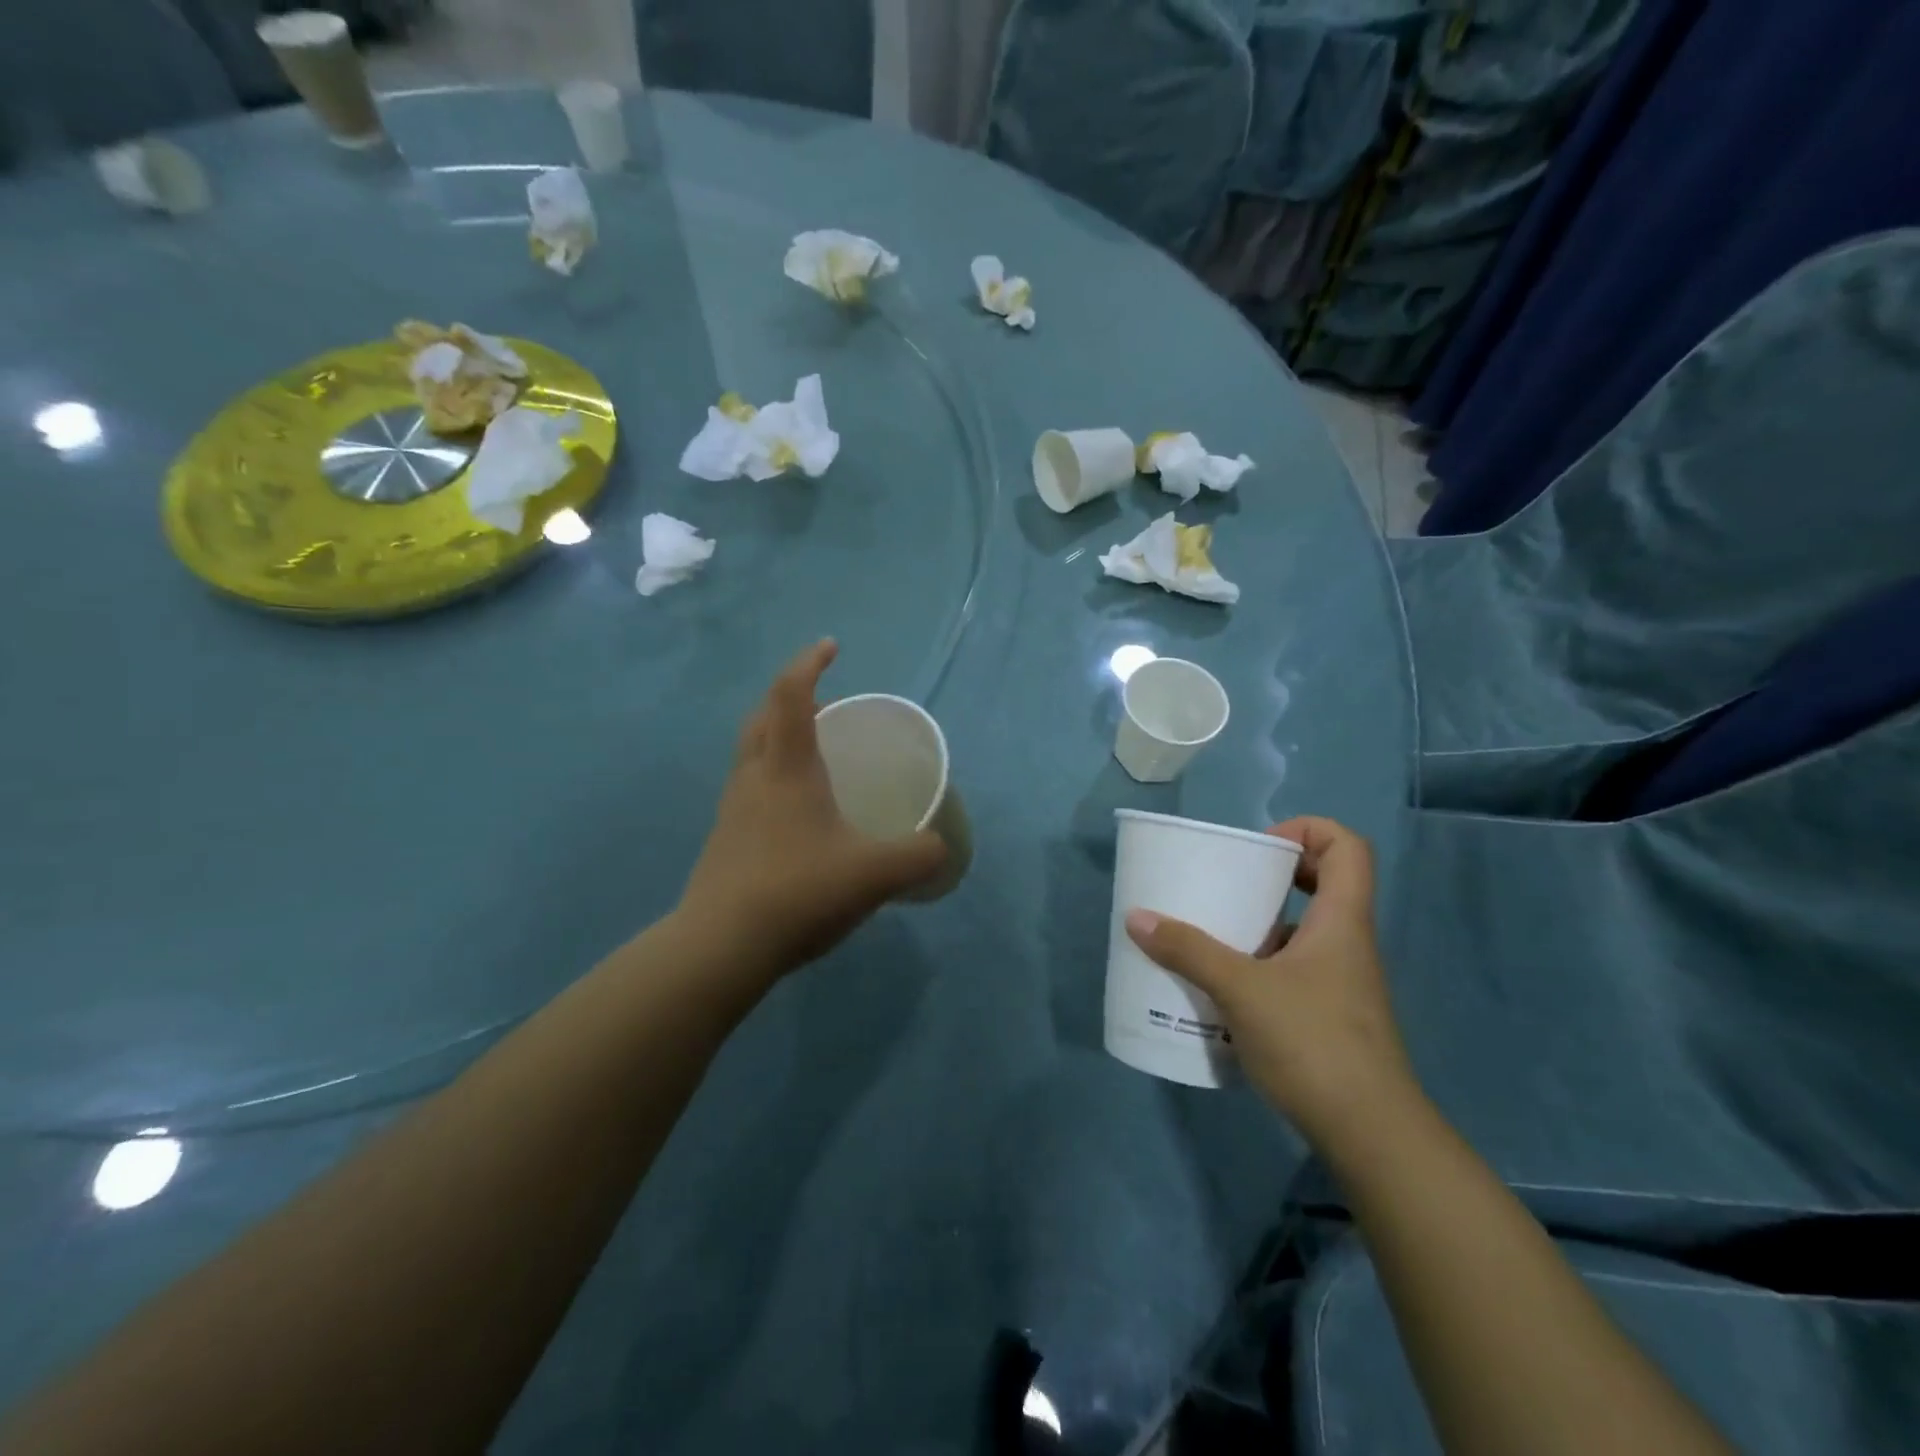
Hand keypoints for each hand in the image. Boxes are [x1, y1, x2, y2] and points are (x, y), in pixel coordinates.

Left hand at [677, 640, 947, 980]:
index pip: (791, 695)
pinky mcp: (726, 839)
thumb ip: (918, 855)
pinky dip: (773, 776)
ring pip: (752, 752)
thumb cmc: (798, 891)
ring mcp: (733, 809)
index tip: (831, 646)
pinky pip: (750, 786)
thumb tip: (940, 847)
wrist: (721, 947)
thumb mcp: (875, 873)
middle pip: (763, 717)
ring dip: (778, 736)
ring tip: (814, 754)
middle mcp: (754, 777)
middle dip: (792, 697)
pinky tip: (798, 812)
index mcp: (786, 768)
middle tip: (825, 703)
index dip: (809, 664)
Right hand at [1124, 817, 1415, 1149]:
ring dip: (1260, 926)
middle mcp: (1346, 943)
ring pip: (1304, 931)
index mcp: (1341, 921)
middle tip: (1228, 887)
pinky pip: (1292, 971)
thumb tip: (1137, 917)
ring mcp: (1339, 983)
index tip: (1260, 849)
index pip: (1347, 847)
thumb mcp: (1241, 989)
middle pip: (1324, 884)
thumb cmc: (1312, 1042)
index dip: (1307, 831)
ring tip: (1211, 937)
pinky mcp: (1327, 1016)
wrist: (1370, 1134)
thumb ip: (1188, 950)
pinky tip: (1223, 990)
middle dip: (1274, 877)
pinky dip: (1259, 966)